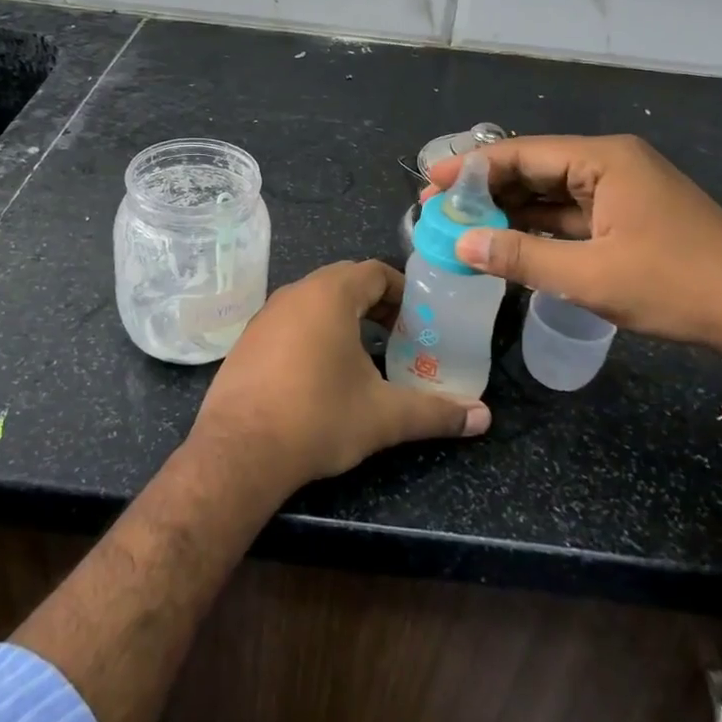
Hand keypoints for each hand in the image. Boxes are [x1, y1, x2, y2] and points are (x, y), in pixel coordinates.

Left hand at [189, 260, 490, 494]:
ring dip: (344, 318)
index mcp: (329, 294)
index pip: (375, 271)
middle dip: (376, 304)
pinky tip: (320, 373)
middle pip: (344, 281)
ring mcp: (265, 315)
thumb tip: (483, 417)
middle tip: (400, 336)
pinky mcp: (247, 340)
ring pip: (314, 301)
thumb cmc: (318, 418)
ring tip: (365, 355)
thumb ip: (435, 412)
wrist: (239, 451)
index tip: (419, 319)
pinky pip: (290, 322)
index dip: (402, 291)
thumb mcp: (383, 416)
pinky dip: (313, 333)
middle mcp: (295, 293)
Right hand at [429, 135, 721, 373]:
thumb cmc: (676, 284)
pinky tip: (508, 242)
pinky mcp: (630, 218)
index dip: (471, 167)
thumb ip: (520, 257)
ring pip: (552, 194)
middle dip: (486, 189)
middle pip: (534, 169)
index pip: (522, 153)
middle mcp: (611, 164)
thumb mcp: (590, 275)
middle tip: (439, 210)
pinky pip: (572, 215)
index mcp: (604, 159)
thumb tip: (462, 246)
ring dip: (510, 211)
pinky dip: (539, 228)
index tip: (430, 183)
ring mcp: (623, 191)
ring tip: (464, 227)